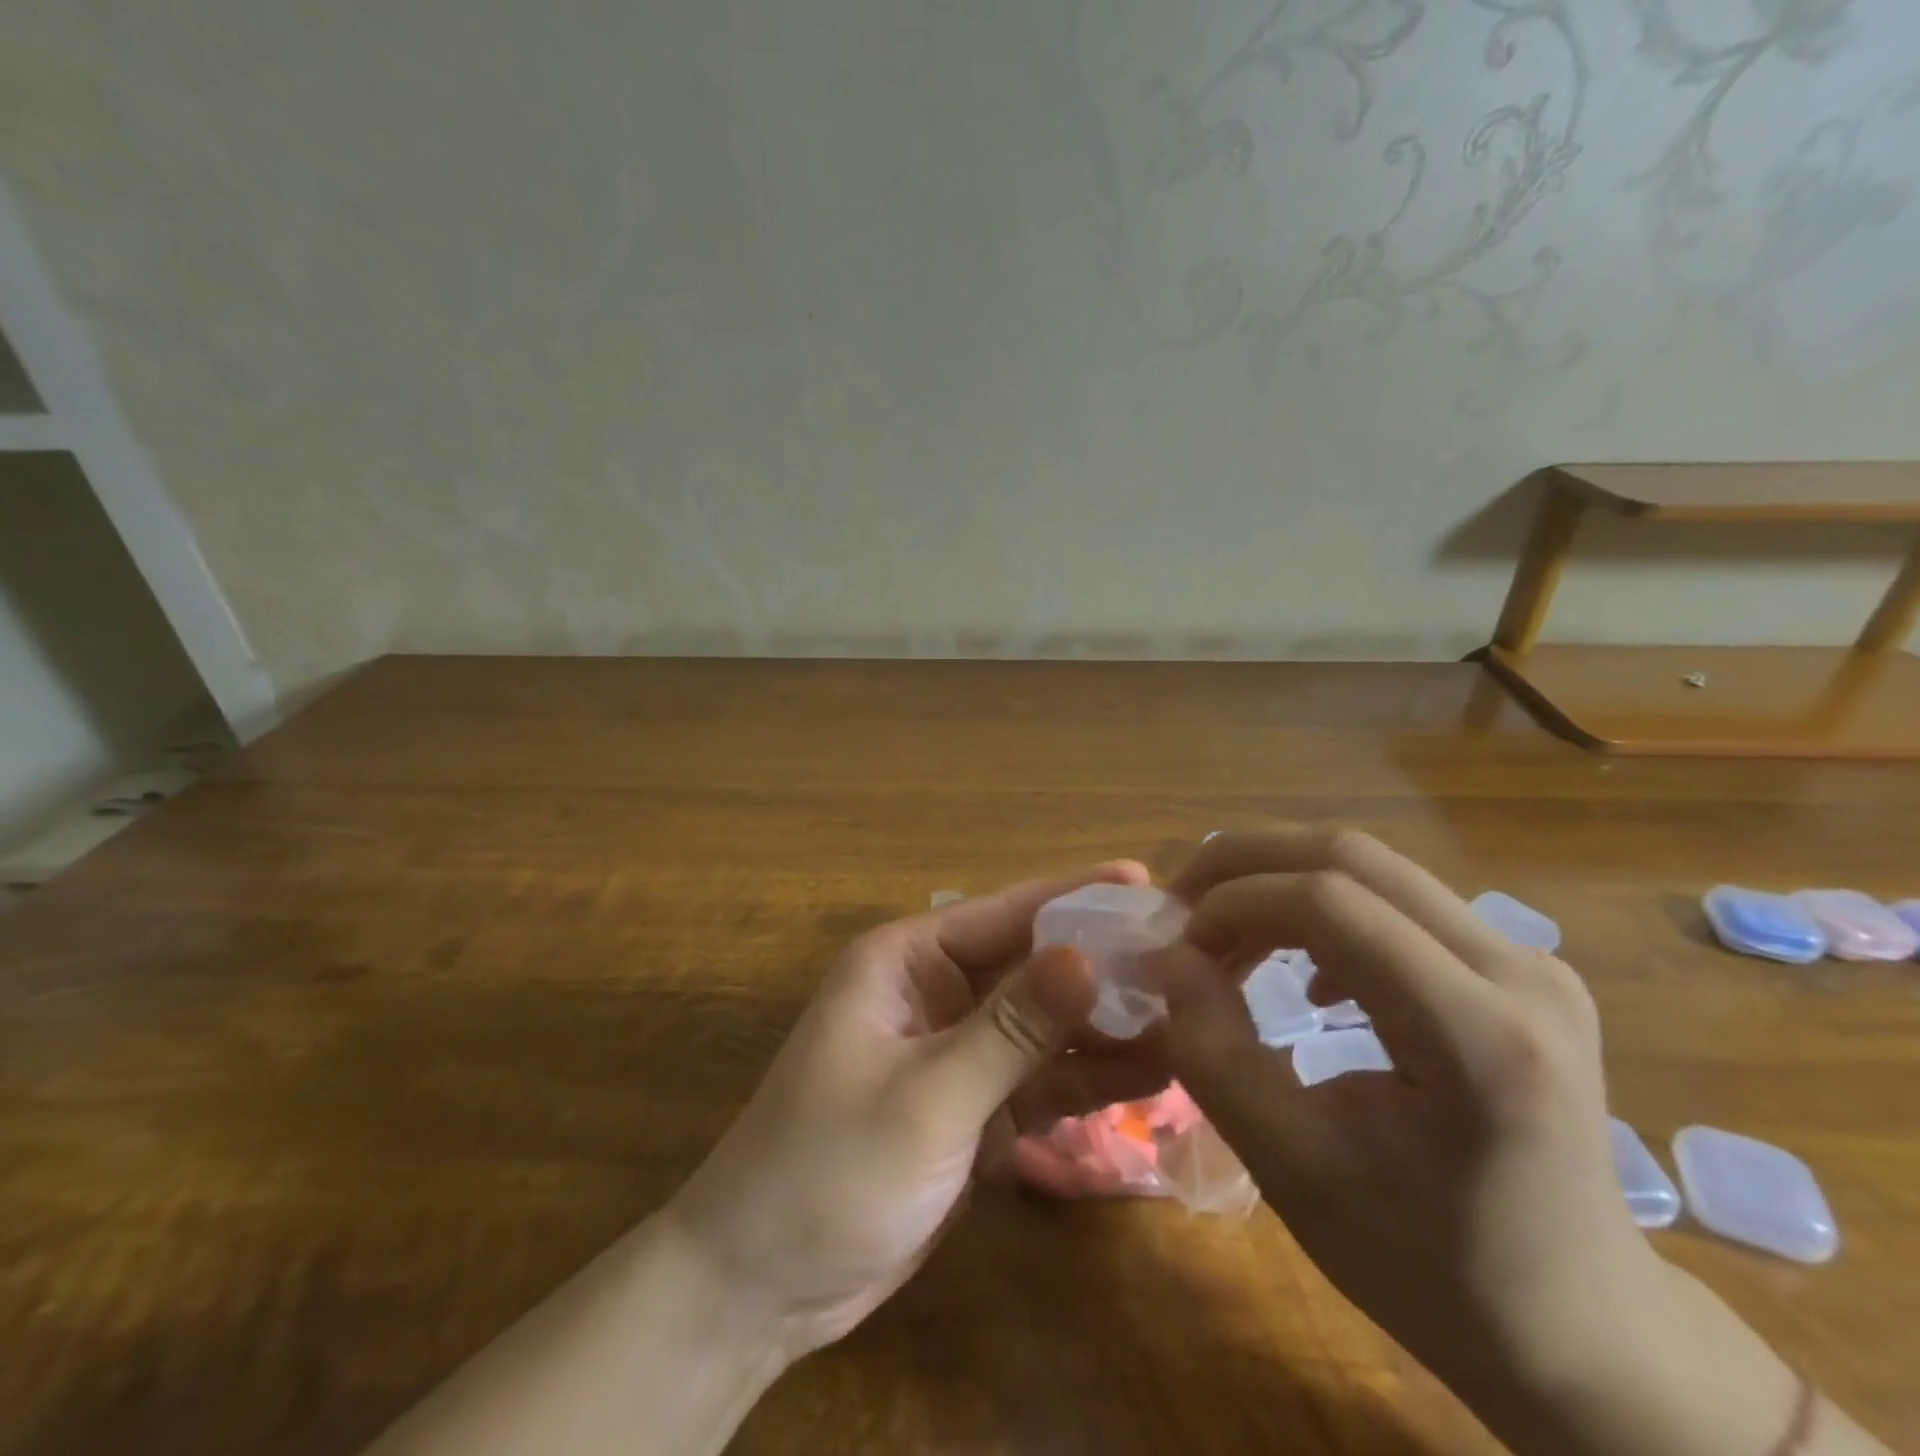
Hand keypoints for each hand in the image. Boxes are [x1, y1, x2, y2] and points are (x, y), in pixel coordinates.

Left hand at [664, 861, 1164, 1358]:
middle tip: (1188, 955)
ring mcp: (957, 1053)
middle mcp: (935, 993)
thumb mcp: (927, 1095)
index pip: (1003, 913)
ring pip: (1043, 1025)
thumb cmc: (830, 1168)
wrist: (764, 1285)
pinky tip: (1151, 1075)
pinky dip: (1087, 1078)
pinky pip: (1039, 1080)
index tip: (1145, 881)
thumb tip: (1086, 955)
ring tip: (1191, 1016)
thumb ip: (1010, 1027)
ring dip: (1105, 1024)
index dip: (1074, 895)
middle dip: (1102, 963)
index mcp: (907, 961)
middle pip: (1031, 966)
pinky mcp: (973, 1109)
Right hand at [1150, 829, 1825, 1455]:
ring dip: (1278, 884)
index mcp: (1479, 1037)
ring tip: (1226, 938)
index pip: (1331, 903)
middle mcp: (1519, 972)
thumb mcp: (1294, 1171)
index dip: (1234, 902)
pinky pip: (1398, 899)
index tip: (1178, 947)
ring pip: (1371, 866)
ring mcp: (1529, 960)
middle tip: (1182, 910)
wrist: (1581, 1329)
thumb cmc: (1431, 1267)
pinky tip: (1303, 974)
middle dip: (1245, 865)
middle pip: (1351, 857)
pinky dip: (1322, 908)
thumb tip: (1165, 958)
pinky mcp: (1519, 966)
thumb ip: (1214, 1054)